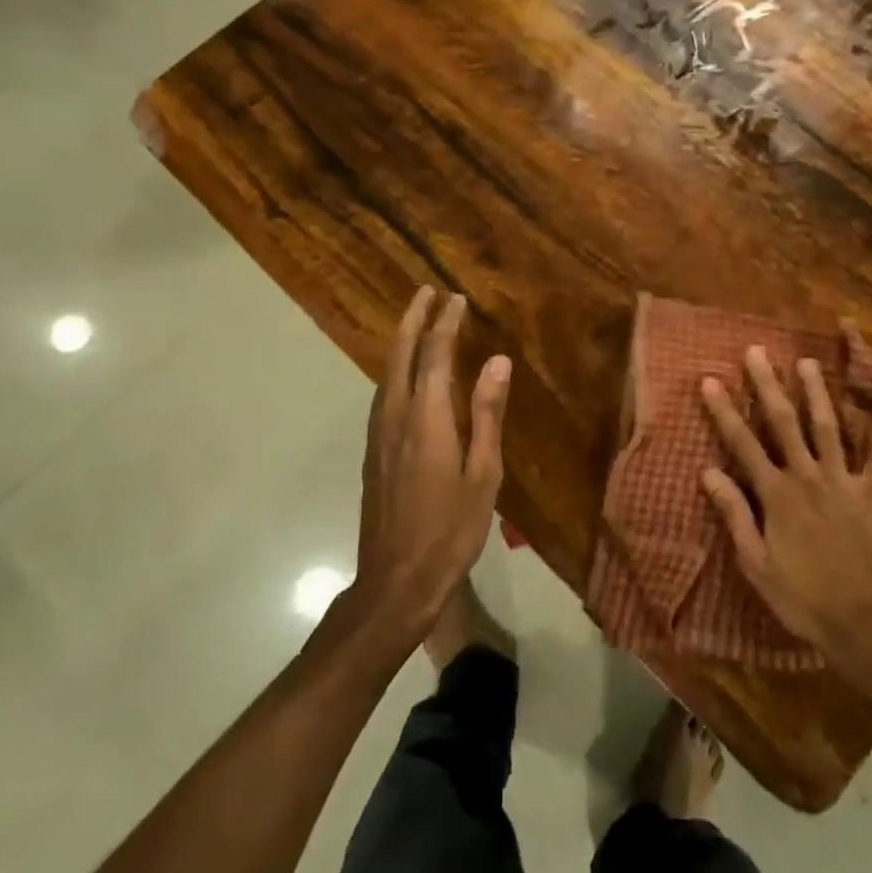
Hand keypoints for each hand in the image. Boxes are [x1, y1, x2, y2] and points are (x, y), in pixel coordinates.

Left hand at [356, 287, 509, 635]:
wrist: (396, 580)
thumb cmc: (451, 529)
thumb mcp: (483, 473)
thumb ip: (487, 413)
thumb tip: (497, 361)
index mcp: (426, 418)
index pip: (434, 356)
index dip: (445, 324)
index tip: (456, 298)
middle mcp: (396, 416)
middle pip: (400, 355)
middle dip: (413, 320)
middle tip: (426, 292)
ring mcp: (379, 434)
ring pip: (387, 373)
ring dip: (402, 340)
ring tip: (417, 321)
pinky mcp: (374, 451)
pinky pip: (384, 392)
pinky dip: (396, 367)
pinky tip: (404, 373)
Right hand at [700, 348, 871, 685]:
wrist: (862, 624)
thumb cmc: (802, 597)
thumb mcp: (756, 564)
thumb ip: (735, 515)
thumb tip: (708, 472)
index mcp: (777, 495)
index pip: (744, 444)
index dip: (725, 411)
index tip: (710, 380)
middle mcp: (809, 478)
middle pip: (785, 423)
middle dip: (768, 386)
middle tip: (757, 351)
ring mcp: (844, 484)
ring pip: (829, 429)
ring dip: (818, 394)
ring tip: (808, 362)